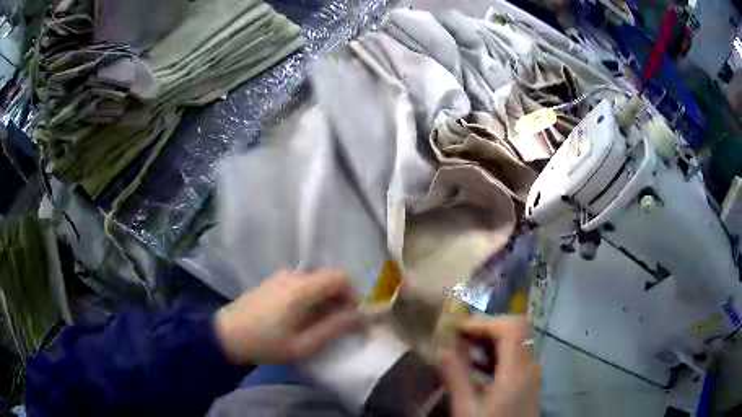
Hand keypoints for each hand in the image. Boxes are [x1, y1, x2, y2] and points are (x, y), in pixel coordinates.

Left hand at [214, 270, 360, 364]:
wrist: (225, 335)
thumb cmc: (265, 344)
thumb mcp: (303, 345)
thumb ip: (333, 328)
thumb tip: (359, 317)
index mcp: (302, 288)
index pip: (341, 277)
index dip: (353, 295)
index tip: (350, 317)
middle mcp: (293, 275)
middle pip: (328, 278)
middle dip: (339, 299)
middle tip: (335, 325)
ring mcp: (280, 276)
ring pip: (315, 281)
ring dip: (324, 299)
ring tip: (317, 325)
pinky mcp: (272, 282)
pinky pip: (301, 284)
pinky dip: (310, 297)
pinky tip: (299, 318)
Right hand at [439, 316, 540, 416]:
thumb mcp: (466, 407)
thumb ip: (455, 376)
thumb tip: (441, 348)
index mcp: (517, 370)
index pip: (511, 327)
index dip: (484, 323)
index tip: (457, 330)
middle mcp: (530, 366)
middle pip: (517, 330)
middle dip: (487, 329)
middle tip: (460, 338)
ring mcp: (531, 373)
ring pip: (517, 342)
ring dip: (491, 341)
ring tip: (464, 351)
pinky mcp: (528, 382)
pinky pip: (515, 357)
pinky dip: (497, 354)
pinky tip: (478, 368)